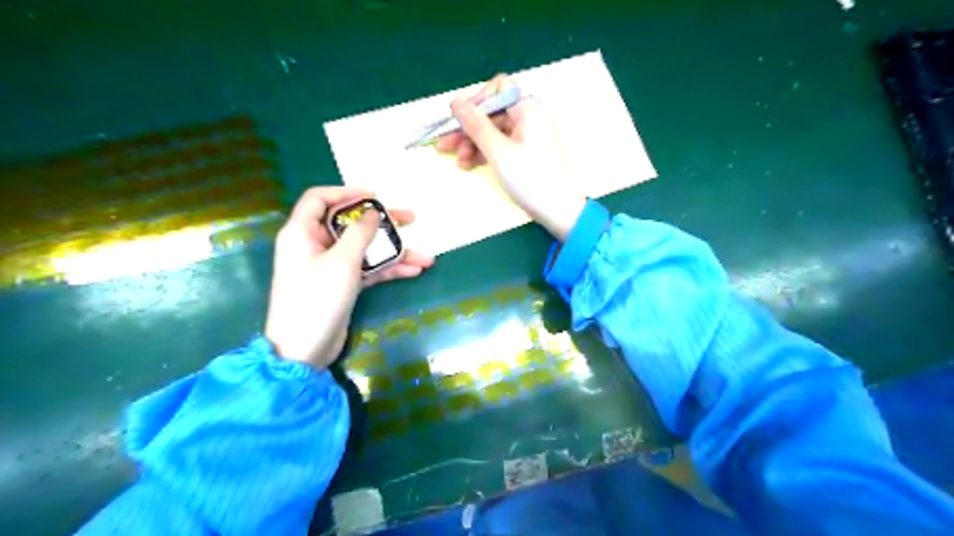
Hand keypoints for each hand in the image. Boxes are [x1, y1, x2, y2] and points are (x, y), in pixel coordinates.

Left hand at [266, 185, 435, 368]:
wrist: (303, 350)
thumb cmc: (317, 298)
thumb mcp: (342, 261)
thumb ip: (360, 233)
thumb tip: (373, 213)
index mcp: (302, 232)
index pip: (319, 199)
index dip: (347, 193)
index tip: (375, 197)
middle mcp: (314, 245)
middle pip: (351, 224)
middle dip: (383, 224)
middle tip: (412, 219)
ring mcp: (329, 267)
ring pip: (364, 250)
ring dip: (394, 253)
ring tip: (426, 257)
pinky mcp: (341, 285)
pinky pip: (367, 269)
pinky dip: (388, 270)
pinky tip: (414, 271)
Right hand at [436, 74, 584, 239]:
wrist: (558, 210)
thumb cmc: (529, 179)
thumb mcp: (498, 151)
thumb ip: (475, 125)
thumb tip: (456, 102)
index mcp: (529, 108)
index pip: (496, 90)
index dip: (474, 103)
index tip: (455, 122)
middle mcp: (530, 116)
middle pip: (492, 113)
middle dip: (468, 130)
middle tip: (444, 146)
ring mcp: (529, 134)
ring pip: (494, 131)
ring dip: (473, 144)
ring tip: (459, 162)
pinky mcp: (526, 151)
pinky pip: (501, 144)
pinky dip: (485, 152)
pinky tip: (469, 164)